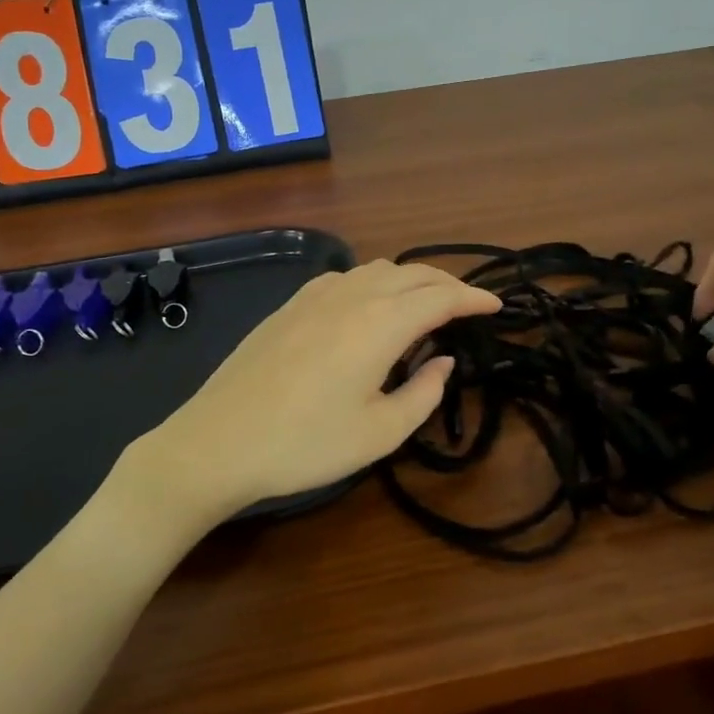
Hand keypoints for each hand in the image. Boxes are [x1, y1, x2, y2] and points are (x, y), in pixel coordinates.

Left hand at [126, 260, 501, 521]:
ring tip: (425, 302)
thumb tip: (443, 362)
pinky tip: (370, 305)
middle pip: (413, 274)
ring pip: (378, 269)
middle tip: (468, 304)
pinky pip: (346, 277)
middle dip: (448, 283)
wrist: (217, 442)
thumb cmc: (304, 445)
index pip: (440, 297)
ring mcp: (315, 296)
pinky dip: (375, 282)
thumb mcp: (379, 433)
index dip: (474, 298)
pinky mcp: (289, 305)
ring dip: (411, 278)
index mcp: (380, 324)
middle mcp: (352, 296)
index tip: (497, 306)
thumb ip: (424, 393)